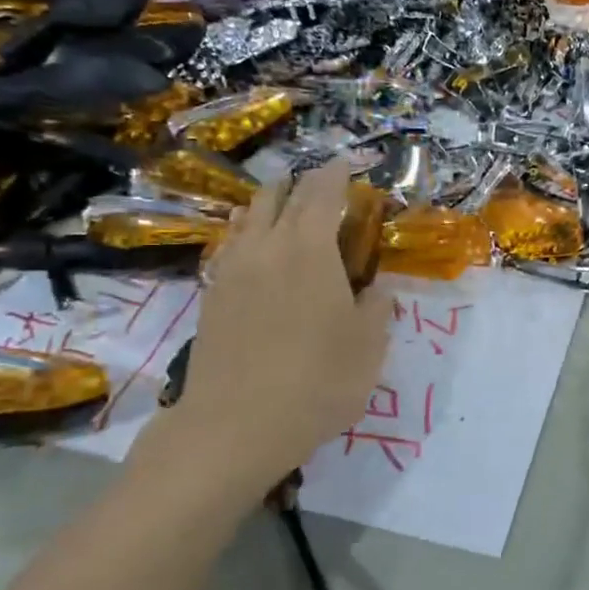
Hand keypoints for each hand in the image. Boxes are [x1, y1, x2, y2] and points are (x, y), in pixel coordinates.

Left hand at [141, 163, 388, 506]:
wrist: (235, 426)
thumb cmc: (317, 382)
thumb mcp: (369, 347)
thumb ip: (377, 307)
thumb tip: (377, 288)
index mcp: (311, 249)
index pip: (323, 192)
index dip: (338, 173)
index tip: (350, 163)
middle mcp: (267, 246)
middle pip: (282, 196)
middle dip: (305, 183)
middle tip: (325, 185)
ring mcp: (233, 269)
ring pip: (249, 216)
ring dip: (271, 202)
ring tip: (287, 205)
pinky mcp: (212, 295)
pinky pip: (231, 244)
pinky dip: (247, 232)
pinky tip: (254, 246)